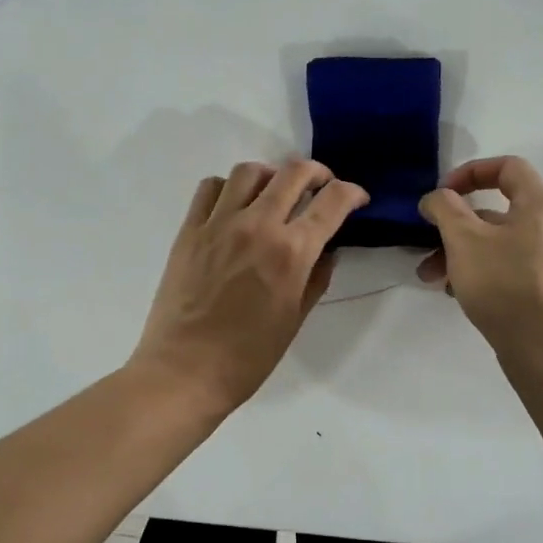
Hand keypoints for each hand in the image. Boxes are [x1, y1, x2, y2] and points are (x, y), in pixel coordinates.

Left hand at [130, 160, 368, 417]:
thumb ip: (316, 277)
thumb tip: (327, 250)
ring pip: (250, 171)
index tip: (357, 199)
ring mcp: (219, 223)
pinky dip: (229, 187)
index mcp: (291, 252)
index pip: (332, 202)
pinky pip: (211, 187)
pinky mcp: (189, 230)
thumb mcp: (295, 318)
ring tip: (275, 192)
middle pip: (294, 173)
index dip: (352, 193)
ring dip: (272, 175)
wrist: (184, 371)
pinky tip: (235, 205)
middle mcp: (258, 225)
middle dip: (318, 173)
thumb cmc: (248, 356)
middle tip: (322, 186)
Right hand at [417, 156, 542, 354]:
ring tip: (429, 276)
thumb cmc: (505, 283)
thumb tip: (436, 198)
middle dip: (453, 224)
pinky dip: (476, 271)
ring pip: (494, 243)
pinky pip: (503, 267)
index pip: (507, 167)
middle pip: (494, 210)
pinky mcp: (540, 288)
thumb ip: (444, 209)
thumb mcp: (464, 239)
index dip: (471, 171)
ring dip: (457, 252)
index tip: (443, 193)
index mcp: (537, 203)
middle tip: (426, 240)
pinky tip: (452, 292)